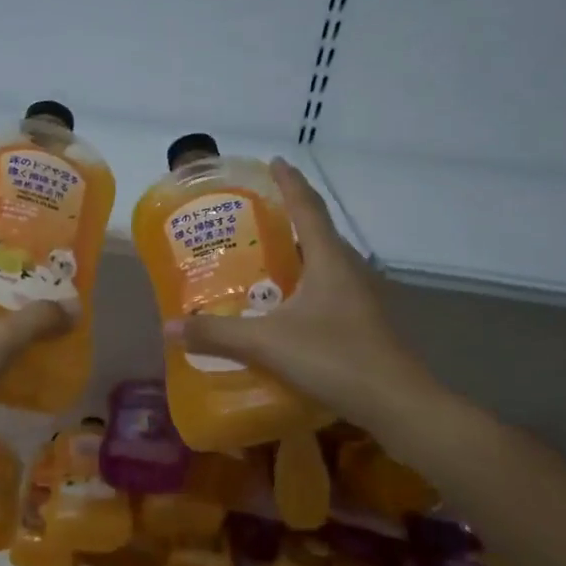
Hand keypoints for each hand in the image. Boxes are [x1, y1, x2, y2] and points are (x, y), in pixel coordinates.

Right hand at [165, 159, 438, 429]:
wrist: (396, 404)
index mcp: (329, 260)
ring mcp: (358, 298)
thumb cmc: (335, 358)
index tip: (274, 162)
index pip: (308, 208)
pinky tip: (281, 308)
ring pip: (322, 264)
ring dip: (295, 255)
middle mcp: (348, 270)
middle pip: (317, 233)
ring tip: (260, 259)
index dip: (290, 183)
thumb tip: (169, 327)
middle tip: (252, 219)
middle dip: (288, 219)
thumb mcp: (268, 343)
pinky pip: (325, 291)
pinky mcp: (360, 323)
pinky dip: (301, 286)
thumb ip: (218, 334)